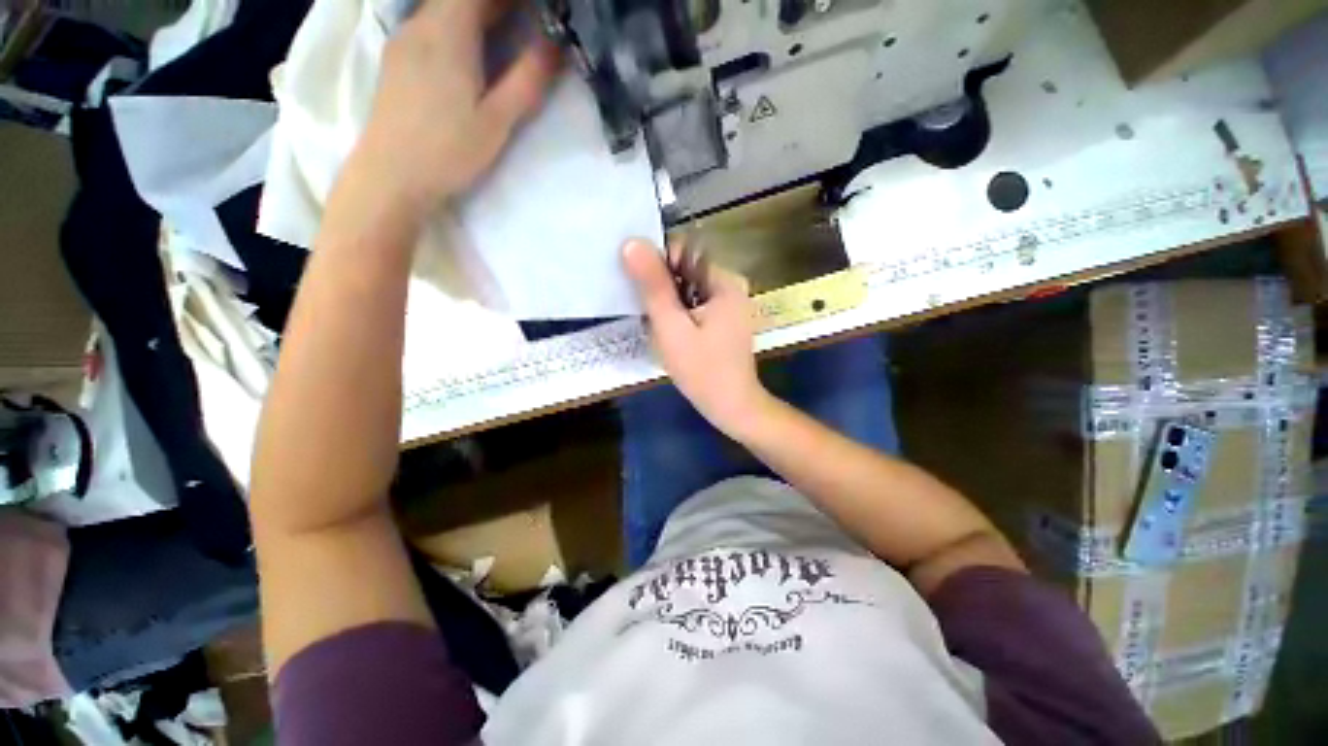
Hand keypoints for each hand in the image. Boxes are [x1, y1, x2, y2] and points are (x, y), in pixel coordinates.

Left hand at [355, 0, 559, 214]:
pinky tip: (470, 50)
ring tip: (505, 32)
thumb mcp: (496, 121)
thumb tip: (555, 46)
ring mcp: (405, 39)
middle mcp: (421, 23)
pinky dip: (457, 25)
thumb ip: (526, 81)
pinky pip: (431, 24)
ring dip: (477, 12)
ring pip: (444, 8)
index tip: (540, 11)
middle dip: (498, 5)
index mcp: (449, 31)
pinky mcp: (398, 58)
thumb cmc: (447, 150)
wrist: (391, 176)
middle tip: (529, 22)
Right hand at [623, 239, 770, 435]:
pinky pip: (694, 305)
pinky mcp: (724, 320)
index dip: (655, 264)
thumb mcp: (671, 327)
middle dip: (661, 288)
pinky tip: (669, 334)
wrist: (732, 407)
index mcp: (724, 281)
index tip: (635, 284)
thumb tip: (632, 243)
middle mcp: (730, 286)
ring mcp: (729, 304)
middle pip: (685, 271)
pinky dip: (678, 315)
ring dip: (667, 304)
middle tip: (646, 313)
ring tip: (656, 327)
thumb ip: (653, 286)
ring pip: (687, 290)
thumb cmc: (702, 370)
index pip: (682, 252)